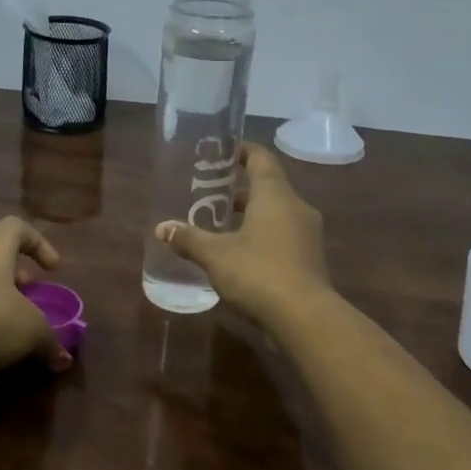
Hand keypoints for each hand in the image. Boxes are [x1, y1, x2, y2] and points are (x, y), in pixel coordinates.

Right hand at [155, 143, 331, 325]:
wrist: (305, 318)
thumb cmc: (259, 273)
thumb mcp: (215, 255)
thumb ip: (189, 239)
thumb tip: (161, 228)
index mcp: (275, 196)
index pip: (260, 159)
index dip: (242, 151)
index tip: (222, 151)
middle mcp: (295, 208)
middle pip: (267, 188)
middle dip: (238, 191)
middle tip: (209, 195)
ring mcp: (306, 235)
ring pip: (275, 215)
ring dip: (250, 217)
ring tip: (218, 227)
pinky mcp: (308, 260)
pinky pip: (282, 237)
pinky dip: (261, 238)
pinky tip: (238, 256)